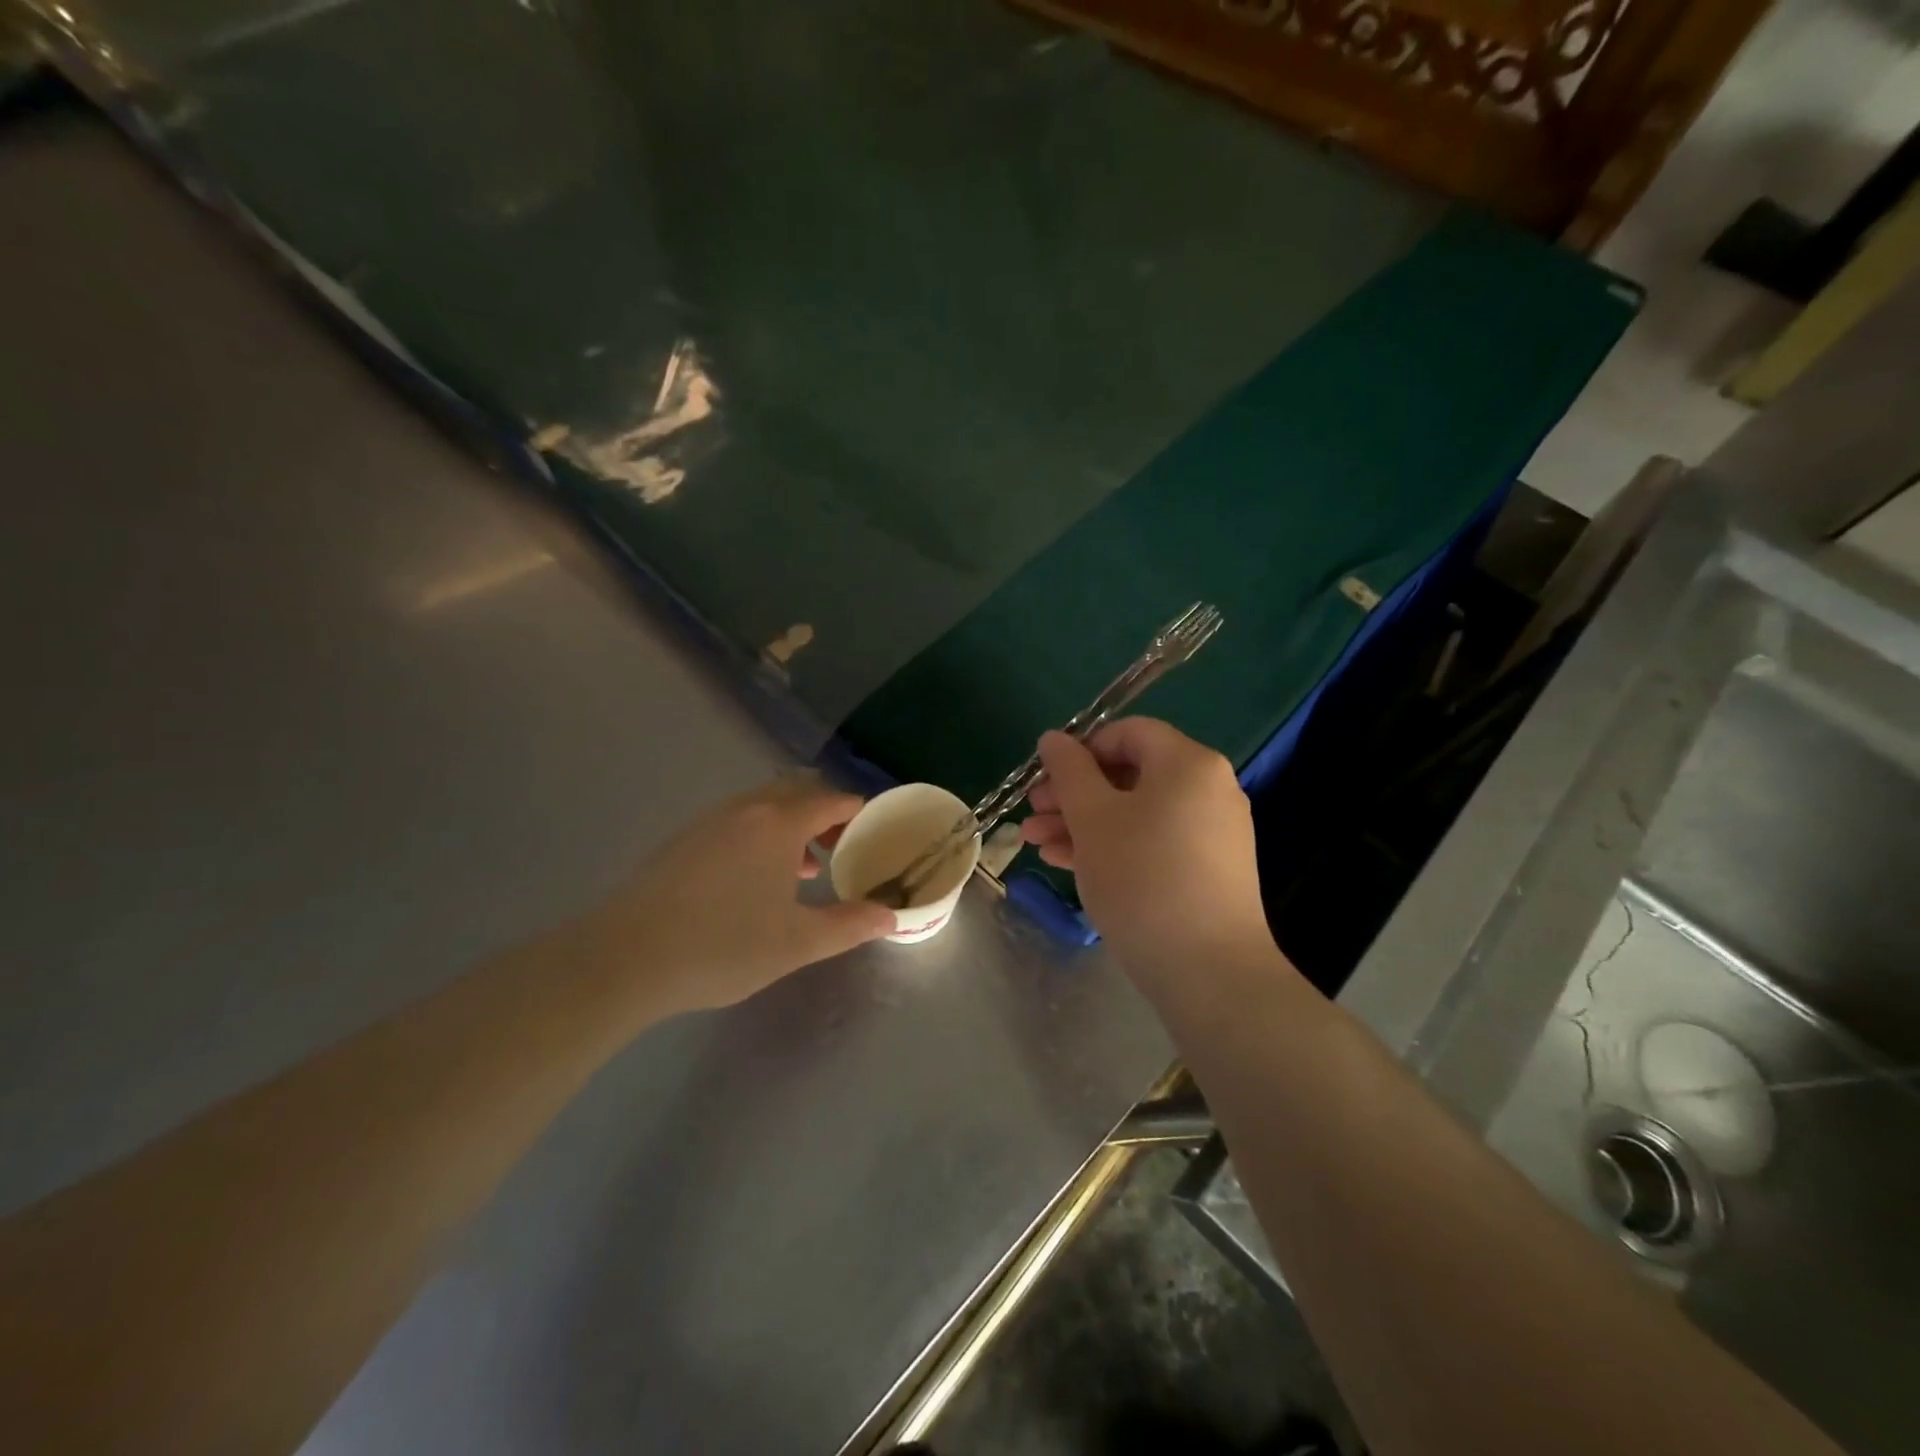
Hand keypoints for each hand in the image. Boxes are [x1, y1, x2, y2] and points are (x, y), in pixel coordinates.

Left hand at [589, 777, 895, 1013]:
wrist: (625, 958)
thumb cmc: (723, 946)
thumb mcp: (798, 942)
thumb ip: (849, 925)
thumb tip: (890, 916)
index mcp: (778, 823)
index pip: (830, 799)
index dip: (858, 811)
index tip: (876, 829)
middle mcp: (745, 809)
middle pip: (796, 793)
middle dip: (826, 813)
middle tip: (844, 845)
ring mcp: (708, 821)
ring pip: (763, 807)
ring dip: (792, 826)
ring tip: (807, 868)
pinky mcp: (682, 840)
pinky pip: (736, 822)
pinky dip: (761, 837)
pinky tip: (757, 880)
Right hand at [1021, 718, 1276, 988]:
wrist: (1209, 970)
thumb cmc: (1142, 878)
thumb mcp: (1092, 818)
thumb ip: (1069, 771)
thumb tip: (1053, 737)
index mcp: (1188, 763)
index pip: (1128, 733)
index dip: (1080, 749)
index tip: (1045, 778)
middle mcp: (1208, 789)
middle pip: (1129, 775)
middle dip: (1072, 793)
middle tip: (1032, 813)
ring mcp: (1212, 832)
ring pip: (1136, 813)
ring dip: (1083, 824)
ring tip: (1035, 844)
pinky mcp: (1208, 870)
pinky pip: (1153, 842)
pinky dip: (1113, 846)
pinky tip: (1067, 863)